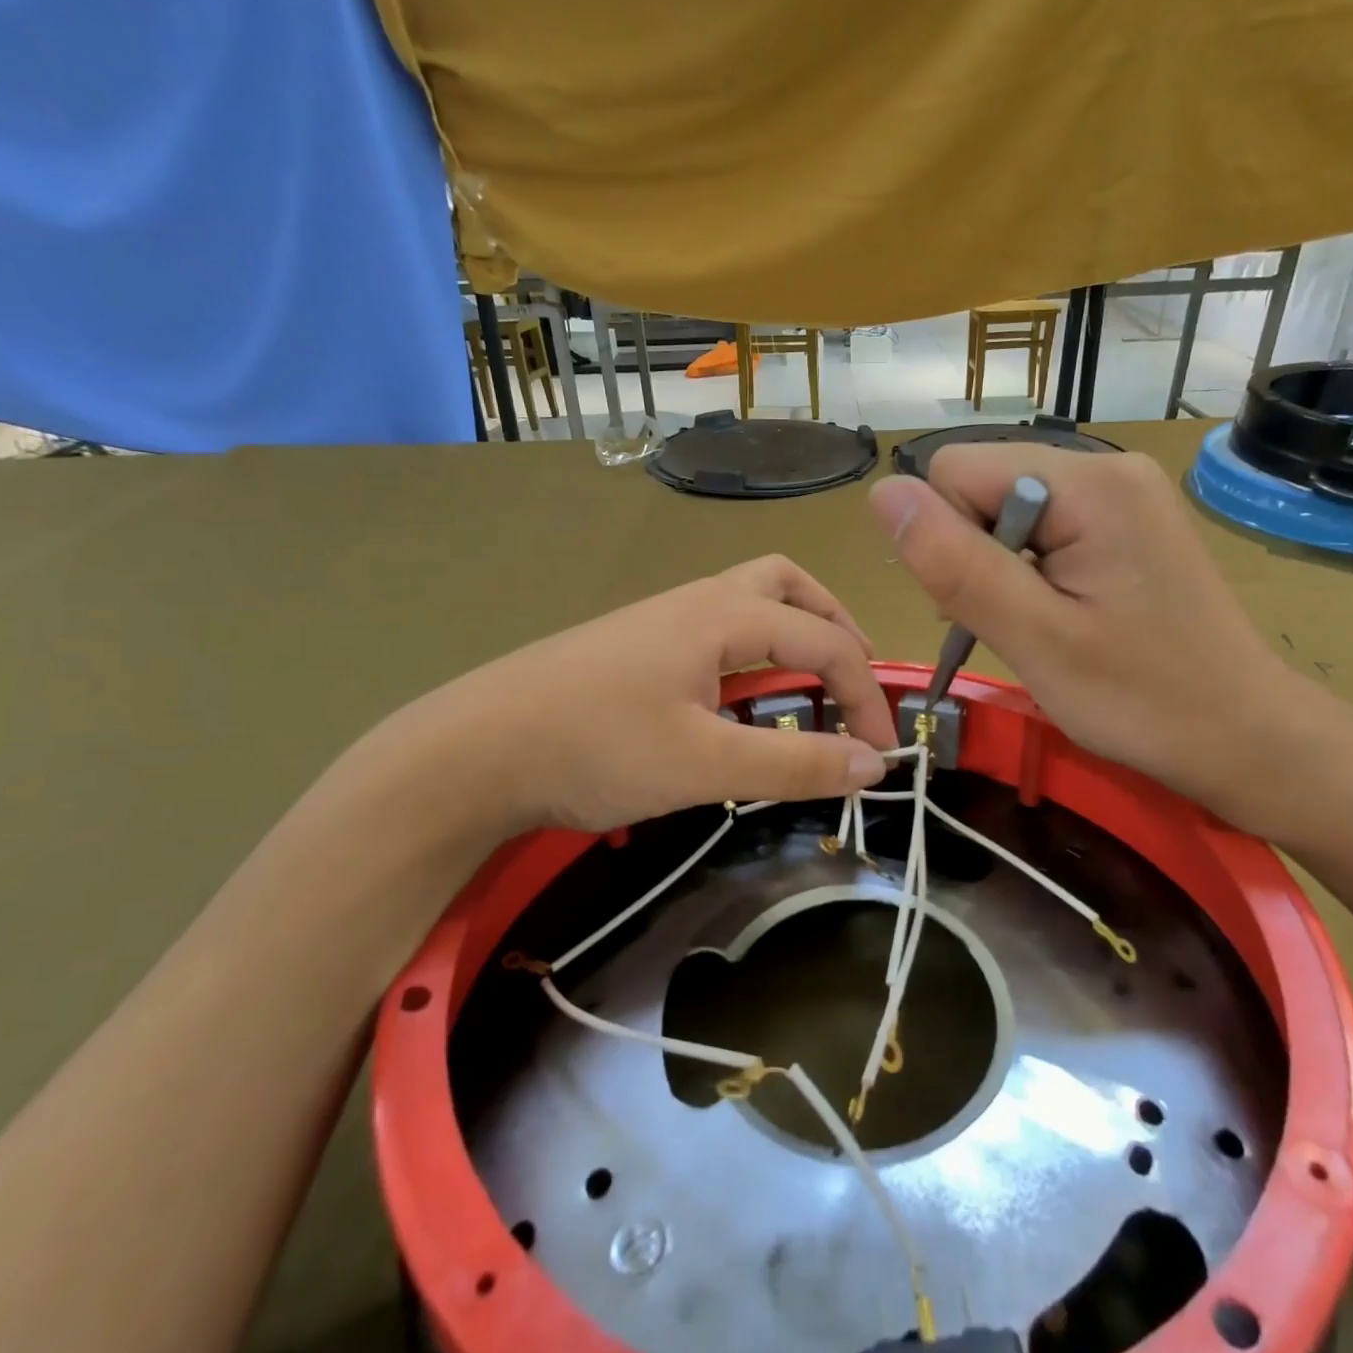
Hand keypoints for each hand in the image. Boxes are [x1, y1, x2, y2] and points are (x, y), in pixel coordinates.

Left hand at [373, 556, 898, 836]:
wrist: (472, 751)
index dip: (866, 696)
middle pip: (789, 585)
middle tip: (856, 681)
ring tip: (811, 683)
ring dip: (795, 632)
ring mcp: (662, 621)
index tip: (880, 757)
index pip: (826, 640)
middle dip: (836, 627)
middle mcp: (698, 601)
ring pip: (750, 601)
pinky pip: (718, 630)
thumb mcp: (703, 766)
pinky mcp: (636, 647)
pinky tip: (741, 697)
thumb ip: (792, 764)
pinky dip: (754, 650)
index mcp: (723, 615)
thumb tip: (871, 766)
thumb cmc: (593, 749)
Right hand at [869, 446, 1334, 837]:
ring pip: (1006, 510)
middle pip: (982, 485)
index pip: (955, 469)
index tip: (987, 603)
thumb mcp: (1034, 637)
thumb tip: (881, 494)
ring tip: (1038, 628)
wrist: (1245, 736)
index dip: (948, 538)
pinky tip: (1058, 617)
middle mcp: (1107, 467)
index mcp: (1088, 481)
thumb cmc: (1142, 698)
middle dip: (973, 555)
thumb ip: (955, 563)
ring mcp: (1122, 495)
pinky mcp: (1127, 525)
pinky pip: (1043, 528)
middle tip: (1015, 625)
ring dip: (999, 569)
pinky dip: (1029, 573)